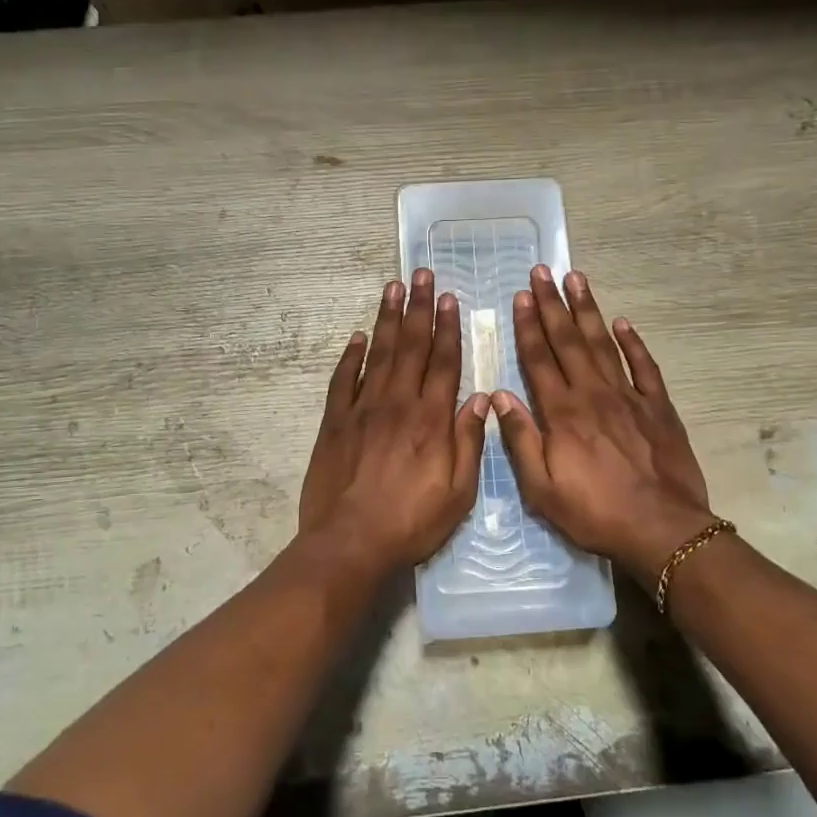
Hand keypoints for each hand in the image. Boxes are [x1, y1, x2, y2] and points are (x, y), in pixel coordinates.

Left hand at [297, 270, 489, 577]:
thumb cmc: (410, 522)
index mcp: (431, 419)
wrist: (349, 542)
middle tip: (420, 274)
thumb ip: (470, 443)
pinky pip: (343, 380)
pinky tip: (358, 336)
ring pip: (379, 354)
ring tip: (393, 288)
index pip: (443, 362)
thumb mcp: (458, 493)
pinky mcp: (335, 422)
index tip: (448, 298)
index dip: (448, 328)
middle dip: (418, 308)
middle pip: (411, 347)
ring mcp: (363, 409)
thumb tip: (481, 399)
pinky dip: (351, 356)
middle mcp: (398, 403)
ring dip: (388, 319)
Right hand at [491, 266, 717, 585]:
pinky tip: (623, 322)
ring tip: (577, 279)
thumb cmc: (595, 512)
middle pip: (568, 340)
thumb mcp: (542, 488)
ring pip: (603, 343)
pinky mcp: (658, 407)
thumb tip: (499, 396)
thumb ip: (521, 439)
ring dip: (588, 310)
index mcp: (562, 412)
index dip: (528, 326)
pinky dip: (633, 342)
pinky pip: (644, 366)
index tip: (521, 296)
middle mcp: (593, 393)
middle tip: (543, 271)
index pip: (539, 359)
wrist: (661, 529)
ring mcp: (629, 396)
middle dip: (553, 304)